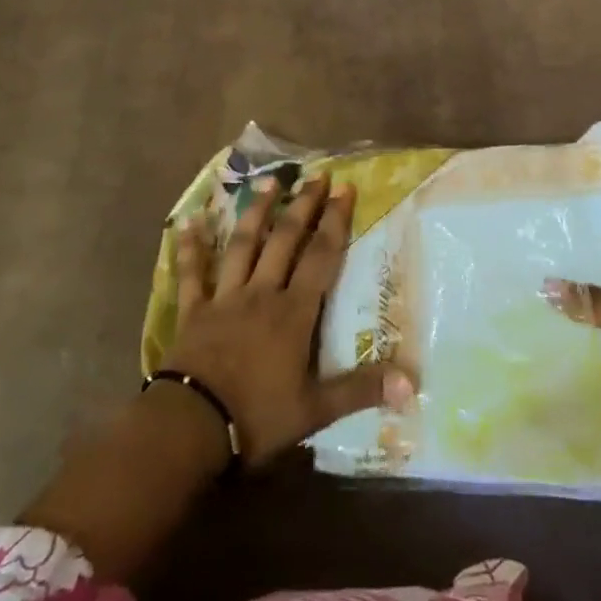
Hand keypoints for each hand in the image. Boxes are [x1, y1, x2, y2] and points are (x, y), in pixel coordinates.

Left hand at [165, 172, 410, 466]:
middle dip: (302, 205)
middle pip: (284, 240)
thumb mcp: (315, 411)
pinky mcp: (194, 310)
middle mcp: (261, 293)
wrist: (191, 426)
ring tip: (269, 181)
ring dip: (256, 211)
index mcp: (293, 312)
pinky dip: (190, 246)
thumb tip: (411, 383)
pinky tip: (188, 219)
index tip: (345, 189)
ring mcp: (225, 297)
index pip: (321, 257)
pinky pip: (192, 272)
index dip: (334, 221)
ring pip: (242, 245)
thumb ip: (360, 391)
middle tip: (316, 175)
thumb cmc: (257, 417)